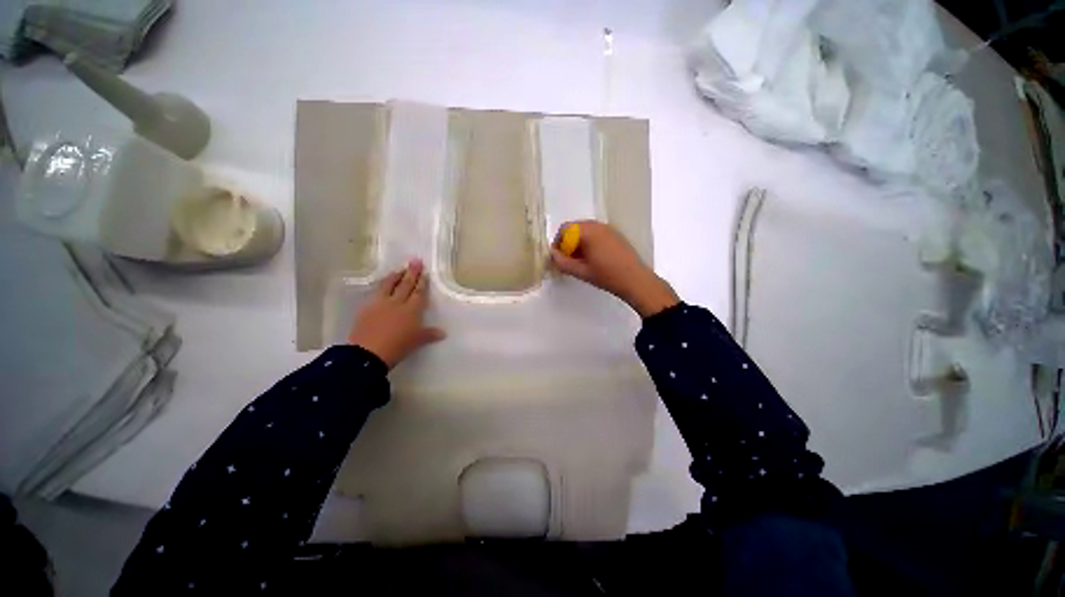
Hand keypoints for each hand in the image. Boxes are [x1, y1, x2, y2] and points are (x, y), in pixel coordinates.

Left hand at [347, 259, 445, 367]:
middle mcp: (397, 303)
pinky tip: (382, 284)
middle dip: (411, 273)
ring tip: (399, 269)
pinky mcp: (367, 308)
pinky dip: (381, 286)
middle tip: (415, 261)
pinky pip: (376, 292)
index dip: (422, 282)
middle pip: (406, 285)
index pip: (418, 292)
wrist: (368, 353)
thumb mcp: (417, 341)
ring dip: (395, 276)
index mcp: (411, 310)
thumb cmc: (398, 346)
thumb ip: (429, 334)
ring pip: (389, 285)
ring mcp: (380, 303)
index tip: (424, 272)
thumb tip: (443, 333)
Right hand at [551, 220, 678, 316]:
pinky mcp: (615, 235)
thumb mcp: (581, 271)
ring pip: (585, 231)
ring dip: (578, 243)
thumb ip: (563, 263)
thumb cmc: (607, 276)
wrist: (635, 280)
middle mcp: (598, 225)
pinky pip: (596, 233)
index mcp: (588, 231)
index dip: (558, 243)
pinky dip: (589, 242)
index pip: (565, 229)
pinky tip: (593, 259)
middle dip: (568, 243)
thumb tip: (552, 255)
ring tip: (580, 261)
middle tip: (568, 260)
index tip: (559, 257)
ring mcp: (608, 229)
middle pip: (575, 228)